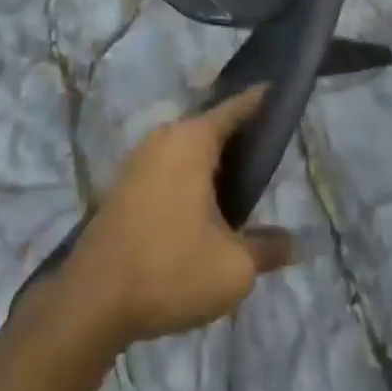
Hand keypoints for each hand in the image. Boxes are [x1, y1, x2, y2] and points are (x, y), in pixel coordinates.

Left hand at [64, 87, 294, 347]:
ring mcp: (139, 158)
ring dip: (210, 160)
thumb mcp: (233, 267)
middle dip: (236, 135)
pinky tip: (202, 204)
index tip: (277, 90)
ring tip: (239, 181)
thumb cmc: (170, 269)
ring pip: (186, 147)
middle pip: (209, 125)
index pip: (235, 107)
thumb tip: (298, 244)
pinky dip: (189, 175)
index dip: (258, 100)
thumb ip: (268, 249)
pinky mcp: (124, 183)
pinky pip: (168, 165)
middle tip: (267, 151)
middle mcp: (165, 137)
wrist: (92, 300)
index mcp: (193, 140)